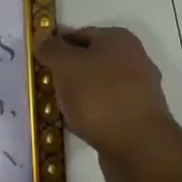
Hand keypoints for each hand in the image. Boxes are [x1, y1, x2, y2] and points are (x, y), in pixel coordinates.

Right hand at [35, 26, 181, 181]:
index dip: (58, 46)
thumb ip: (51, 49)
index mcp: (119, 39)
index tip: (40, 62)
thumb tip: (42, 37)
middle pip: (91, 60)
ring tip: (60, 108)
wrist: (139, 147)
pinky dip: (93, 115)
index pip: (80, 34)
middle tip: (49, 85)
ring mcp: (140, 91)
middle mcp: (135, 60)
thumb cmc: (99, 96)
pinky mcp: (140, 118)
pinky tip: (79, 126)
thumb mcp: (66, 65)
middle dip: (69, 72)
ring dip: (80, 95)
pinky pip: (108, 109)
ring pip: (99, 86)